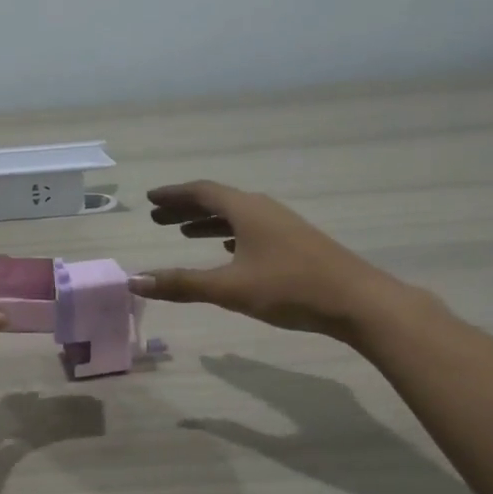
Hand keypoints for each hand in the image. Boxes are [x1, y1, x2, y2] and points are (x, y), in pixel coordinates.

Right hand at [129, 180, 411, 340]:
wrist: (358, 301)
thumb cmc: (289, 288)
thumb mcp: (229, 288)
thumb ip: (181, 284)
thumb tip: (135, 281)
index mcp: (246, 210)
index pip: (201, 192)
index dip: (173, 195)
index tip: (150, 199)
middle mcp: (263, 209)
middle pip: (217, 201)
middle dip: (186, 208)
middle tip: (158, 218)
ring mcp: (282, 225)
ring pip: (236, 216)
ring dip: (207, 222)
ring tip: (183, 233)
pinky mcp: (295, 243)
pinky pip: (252, 229)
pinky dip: (230, 234)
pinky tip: (226, 250)